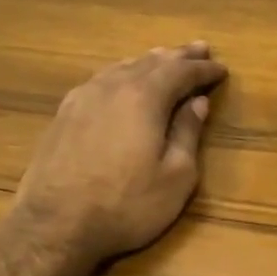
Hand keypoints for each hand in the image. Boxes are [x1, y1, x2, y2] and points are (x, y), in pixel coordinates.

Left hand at [10, 42, 225, 269]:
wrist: (54, 226)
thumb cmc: (126, 206)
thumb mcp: (175, 177)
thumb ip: (187, 134)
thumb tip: (197, 103)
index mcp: (144, 97)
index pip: (181, 72)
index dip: (204, 70)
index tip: (222, 68)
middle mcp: (112, 86)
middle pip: (151, 61)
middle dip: (179, 56)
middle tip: (200, 49)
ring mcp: (82, 98)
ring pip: (122, 67)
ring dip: (149, 62)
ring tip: (165, 58)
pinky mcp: (64, 114)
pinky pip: (101, 80)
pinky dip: (122, 74)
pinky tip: (122, 81)